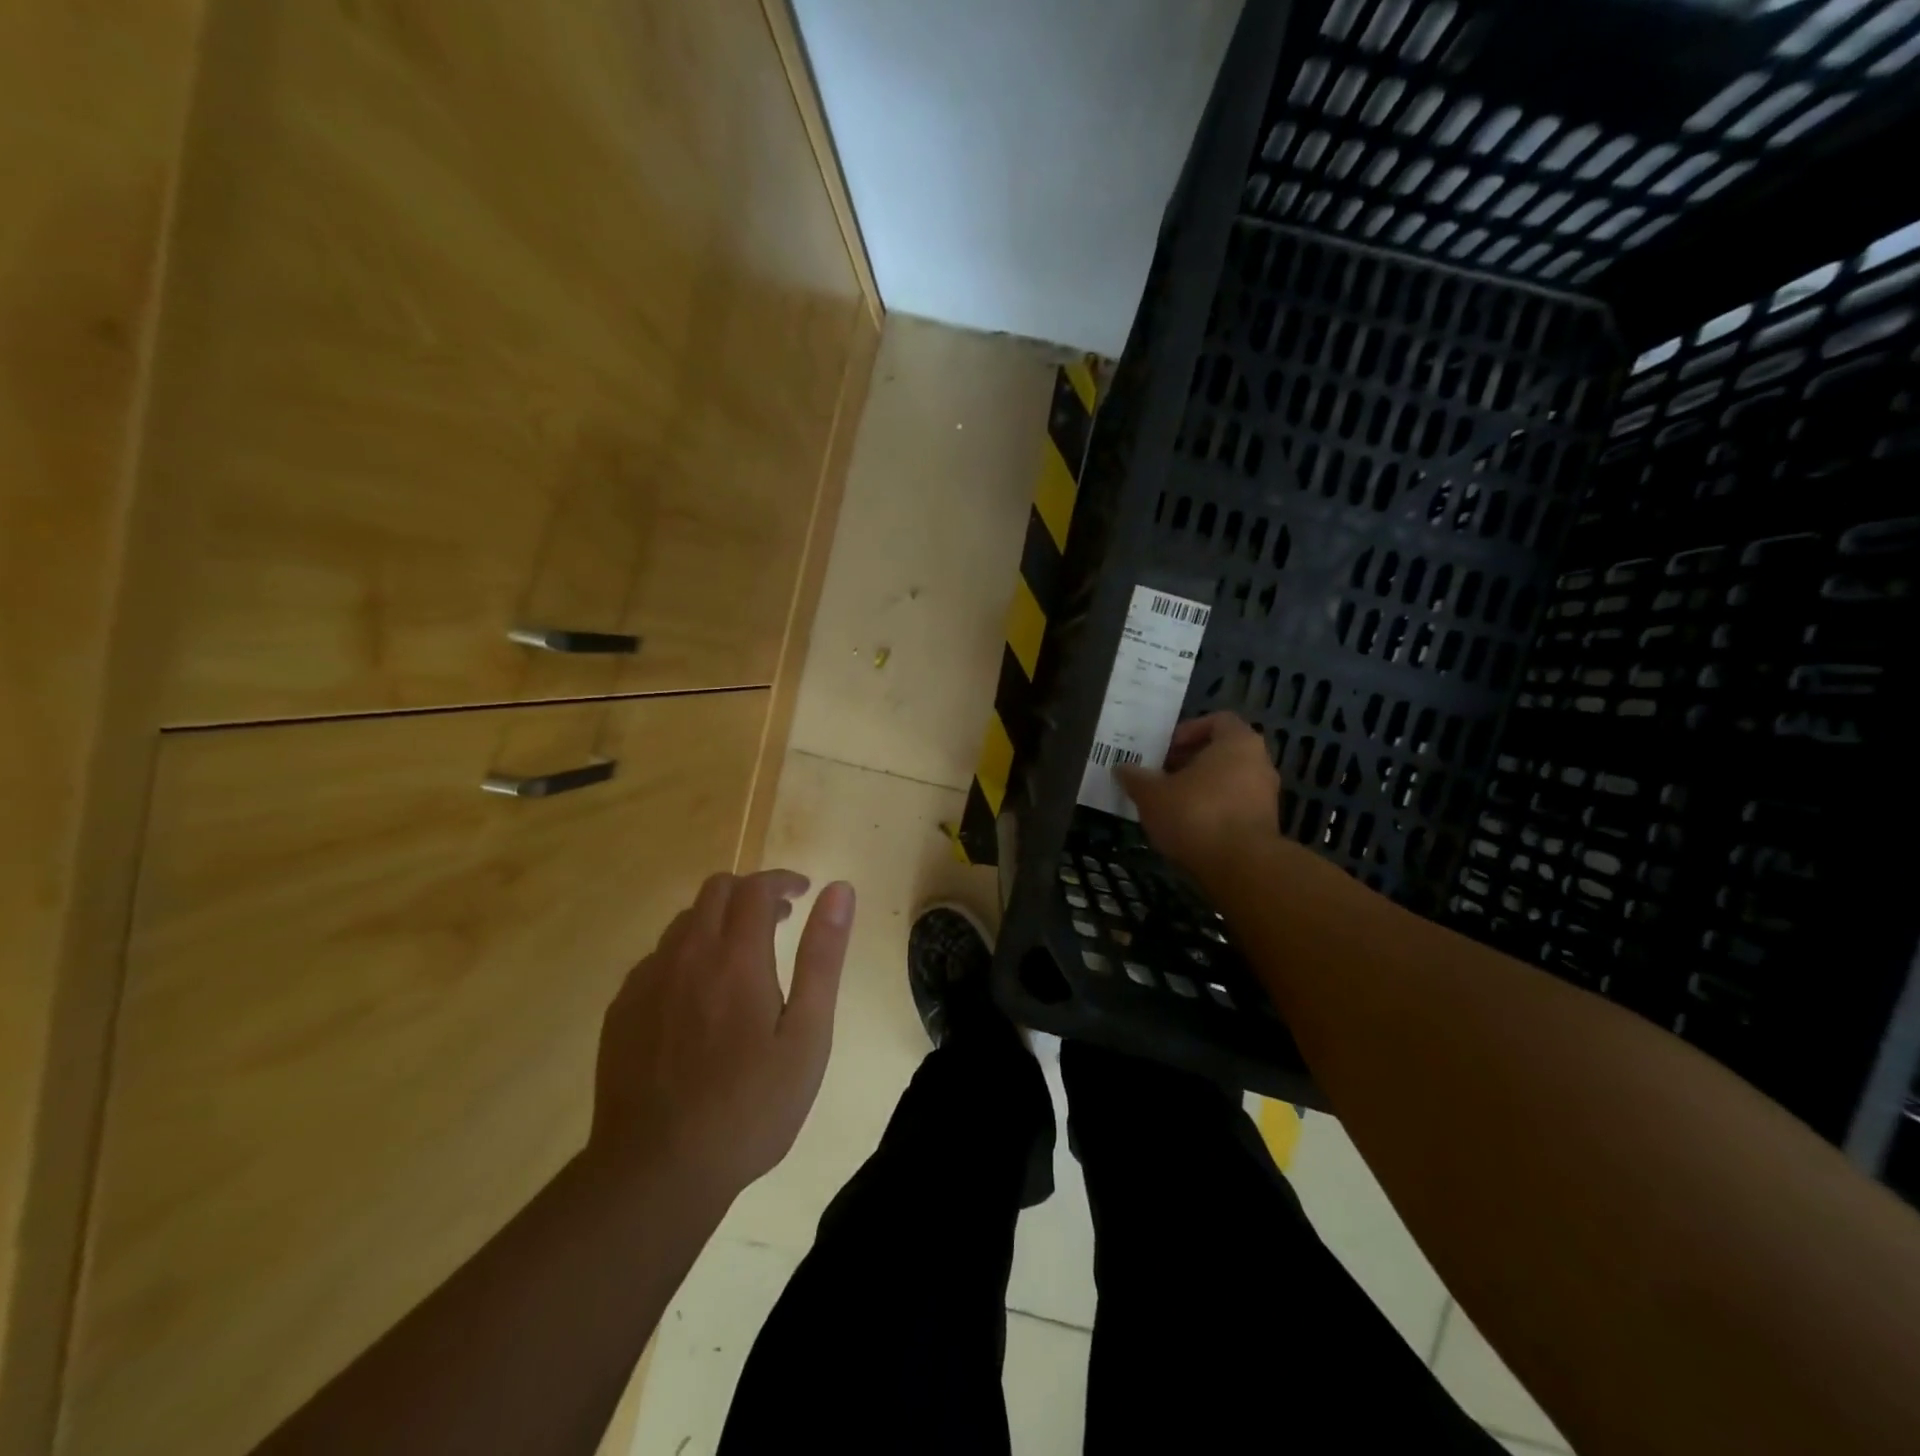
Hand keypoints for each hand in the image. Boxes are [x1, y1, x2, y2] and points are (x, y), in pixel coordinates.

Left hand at [588, 871, 855, 1203]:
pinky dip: (686, 954)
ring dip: (717, 921)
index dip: (782, 881)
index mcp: (736, 957)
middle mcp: (686, 955)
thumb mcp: (806, 1035)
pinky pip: (656, 958)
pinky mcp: (621, 1010)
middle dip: (751, 892)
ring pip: (684, 922)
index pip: (756, 888)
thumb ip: (822, 957)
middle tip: (779, 921)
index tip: (804, 892)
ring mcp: (646, 981)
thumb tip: (838, 891)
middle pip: (715, 891)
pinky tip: (697, 996)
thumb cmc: (749, 1107)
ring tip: (741, 957)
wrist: (656, 1171)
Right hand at [1116, 713, 1280, 875]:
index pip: (1217, 720)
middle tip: (1161, 776)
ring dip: (1200, 788)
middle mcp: (1259, 763)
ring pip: (1228, 781)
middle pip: (1222, 752)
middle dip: (1190, 762)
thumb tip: (1122, 768)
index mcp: (1238, 743)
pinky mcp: (1265, 825)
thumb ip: (1136, 777)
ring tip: (1170, 804)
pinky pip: (1234, 807)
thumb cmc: (1196, 815)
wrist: (1241, 867)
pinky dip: (1213, 811)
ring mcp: (1266, 796)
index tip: (1165, 750)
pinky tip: (1188, 827)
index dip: (1188, 731)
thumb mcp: (1152, 794)